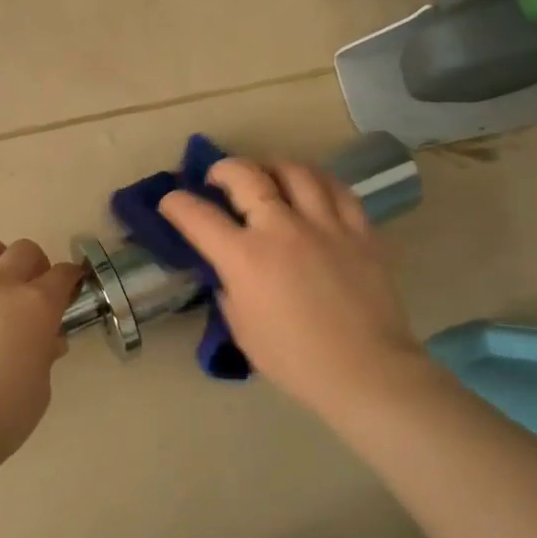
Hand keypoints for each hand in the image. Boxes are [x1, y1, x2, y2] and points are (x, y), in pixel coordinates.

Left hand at [0, 236, 86, 460]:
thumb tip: (47, 339)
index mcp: (35, 306)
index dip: (71, 278)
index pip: (62, 275)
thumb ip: (44, 354)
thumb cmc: (2, 417)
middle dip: (34, 263)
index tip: (71, 285)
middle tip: (32, 285)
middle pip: (23, 251)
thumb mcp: (40, 388)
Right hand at [159, 159, 424, 413]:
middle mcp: (281, 229)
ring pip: (294, 171)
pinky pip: (338, 189)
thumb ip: (229, 290)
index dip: (176, 204)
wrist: (365, 371)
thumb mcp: (242, 330)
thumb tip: (229, 271)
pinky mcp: (359, 231)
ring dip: (271, 167)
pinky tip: (311, 188)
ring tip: (266, 177)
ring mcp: (324, 225)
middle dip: (222, 169)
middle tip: (217, 178)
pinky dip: (318, 181)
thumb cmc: (295, 360)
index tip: (171, 202)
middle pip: (246, 175)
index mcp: (245, 258)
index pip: (198, 216)